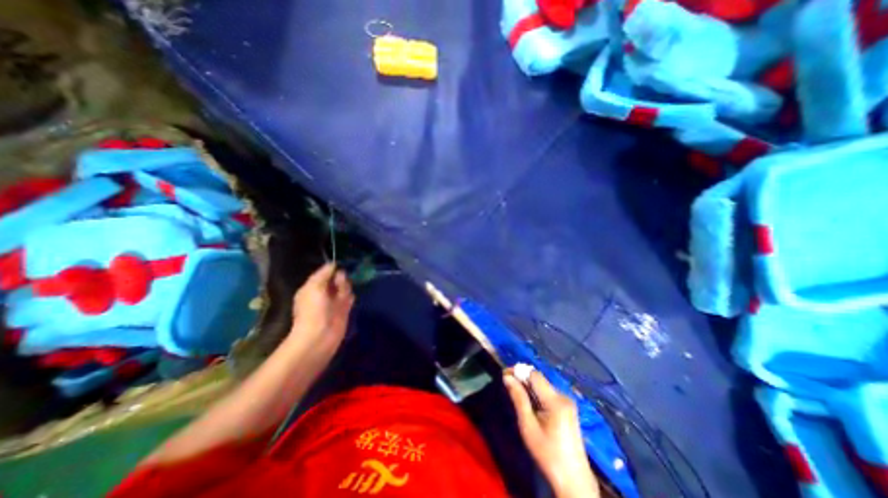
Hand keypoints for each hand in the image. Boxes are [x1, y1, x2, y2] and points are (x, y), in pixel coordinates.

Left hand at [286, 262, 352, 362]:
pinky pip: (350, 298)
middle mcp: (323, 293)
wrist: (319, 336)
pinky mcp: (344, 310)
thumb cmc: (312, 310)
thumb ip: (323, 274)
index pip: (325, 273)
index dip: (332, 269)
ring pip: (345, 288)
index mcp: (312, 287)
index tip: (339, 266)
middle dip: (340, 279)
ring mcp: (334, 302)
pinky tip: (348, 300)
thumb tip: (333, 264)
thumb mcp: (314, 287)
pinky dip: (350, 297)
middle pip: (337, 279)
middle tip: (340, 283)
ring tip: (342, 295)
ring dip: (346, 288)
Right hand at [503, 367, 600, 494]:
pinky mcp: (567, 408)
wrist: (574, 481)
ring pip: (543, 385)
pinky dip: (536, 393)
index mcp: (556, 401)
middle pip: (539, 379)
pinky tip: (528, 401)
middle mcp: (563, 396)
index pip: (534, 375)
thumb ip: (518, 398)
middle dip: (522, 378)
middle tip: (507, 383)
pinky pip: (548, 393)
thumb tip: (507, 377)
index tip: (504, 374)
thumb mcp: (528, 426)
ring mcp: (567, 402)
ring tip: (515, 392)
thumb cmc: (548, 454)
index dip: (519, 371)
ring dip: (528, 386)